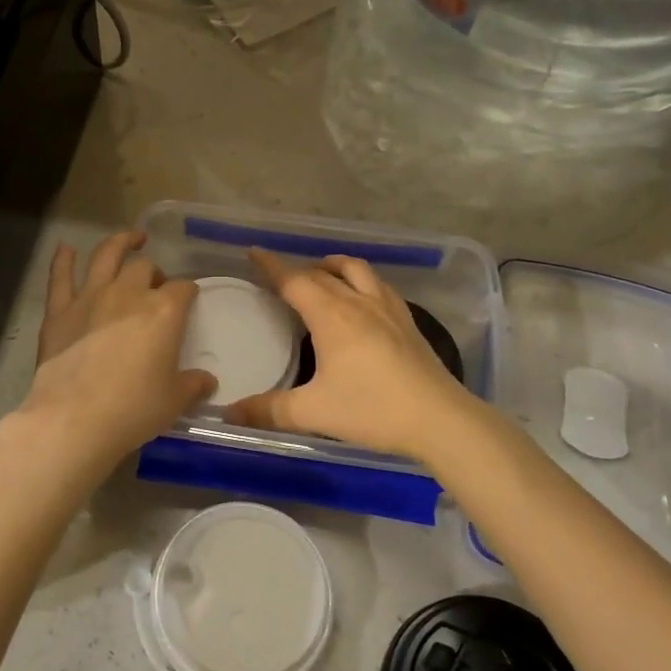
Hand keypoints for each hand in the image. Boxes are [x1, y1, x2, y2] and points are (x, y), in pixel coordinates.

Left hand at [12, 231, 215, 479]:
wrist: (74, 419)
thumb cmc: (133, 409)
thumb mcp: (174, 401)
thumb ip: (193, 385)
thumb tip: (208, 381)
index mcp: (163, 312)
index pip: (183, 289)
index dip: (189, 291)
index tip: (190, 298)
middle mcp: (128, 294)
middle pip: (145, 268)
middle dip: (155, 272)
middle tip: (156, 286)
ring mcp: (90, 298)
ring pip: (106, 256)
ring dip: (119, 243)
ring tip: (130, 239)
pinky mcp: (59, 311)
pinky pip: (60, 277)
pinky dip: (63, 260)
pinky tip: (65, 248)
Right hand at [224, 248, 481, 460]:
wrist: (439, 418)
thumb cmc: (372, 409)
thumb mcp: (313, 412)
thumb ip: (269, 411)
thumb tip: (230, 413)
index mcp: (331, 316)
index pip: (294, 280)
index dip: (272, 265)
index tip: (254, 252)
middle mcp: (358, 302)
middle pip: (323, 273)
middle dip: (298, 268)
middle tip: (280, 276)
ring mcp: (388, 309)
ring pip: (357, 270)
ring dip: (334, 266)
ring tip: (321, 275)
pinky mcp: (408, 321)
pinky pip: (379, 285)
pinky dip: (361, 280)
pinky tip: (362, 299)